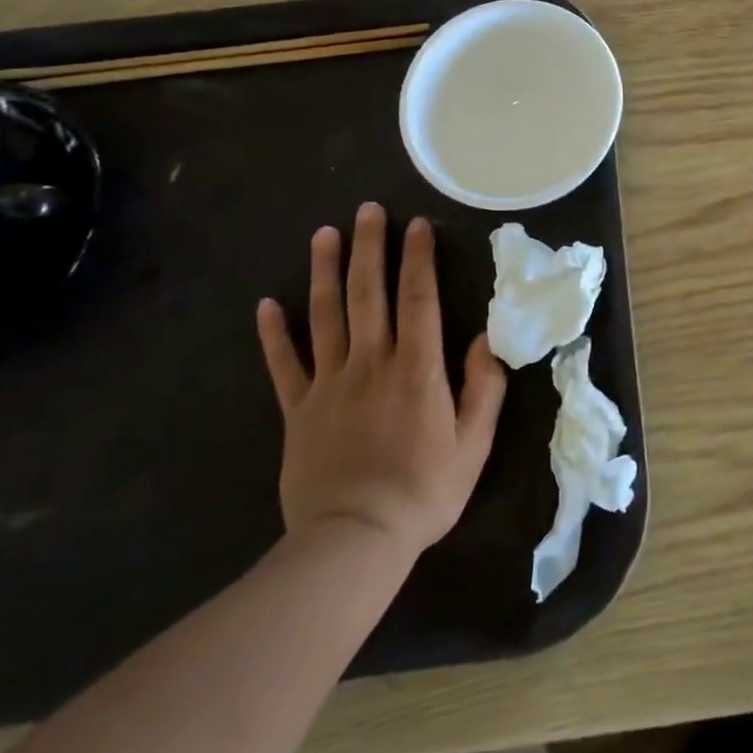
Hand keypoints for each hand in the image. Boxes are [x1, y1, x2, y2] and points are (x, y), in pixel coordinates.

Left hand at [256, 204, 505, 556]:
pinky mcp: (298, 410)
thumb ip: (483, 387)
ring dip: (325, 272)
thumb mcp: (473, 443)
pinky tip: (267, 304)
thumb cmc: (424, 491)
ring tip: (324, 235)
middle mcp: (371, 363)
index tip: (417, 225)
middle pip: (369, 294)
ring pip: (325, 316)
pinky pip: (283, 365)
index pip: (418, 299)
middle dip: (370, 248)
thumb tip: (485, 339)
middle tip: (368, 210)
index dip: (418, 259)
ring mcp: (329, 384)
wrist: (353, 542)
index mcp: (416, 369)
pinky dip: (274, 334)